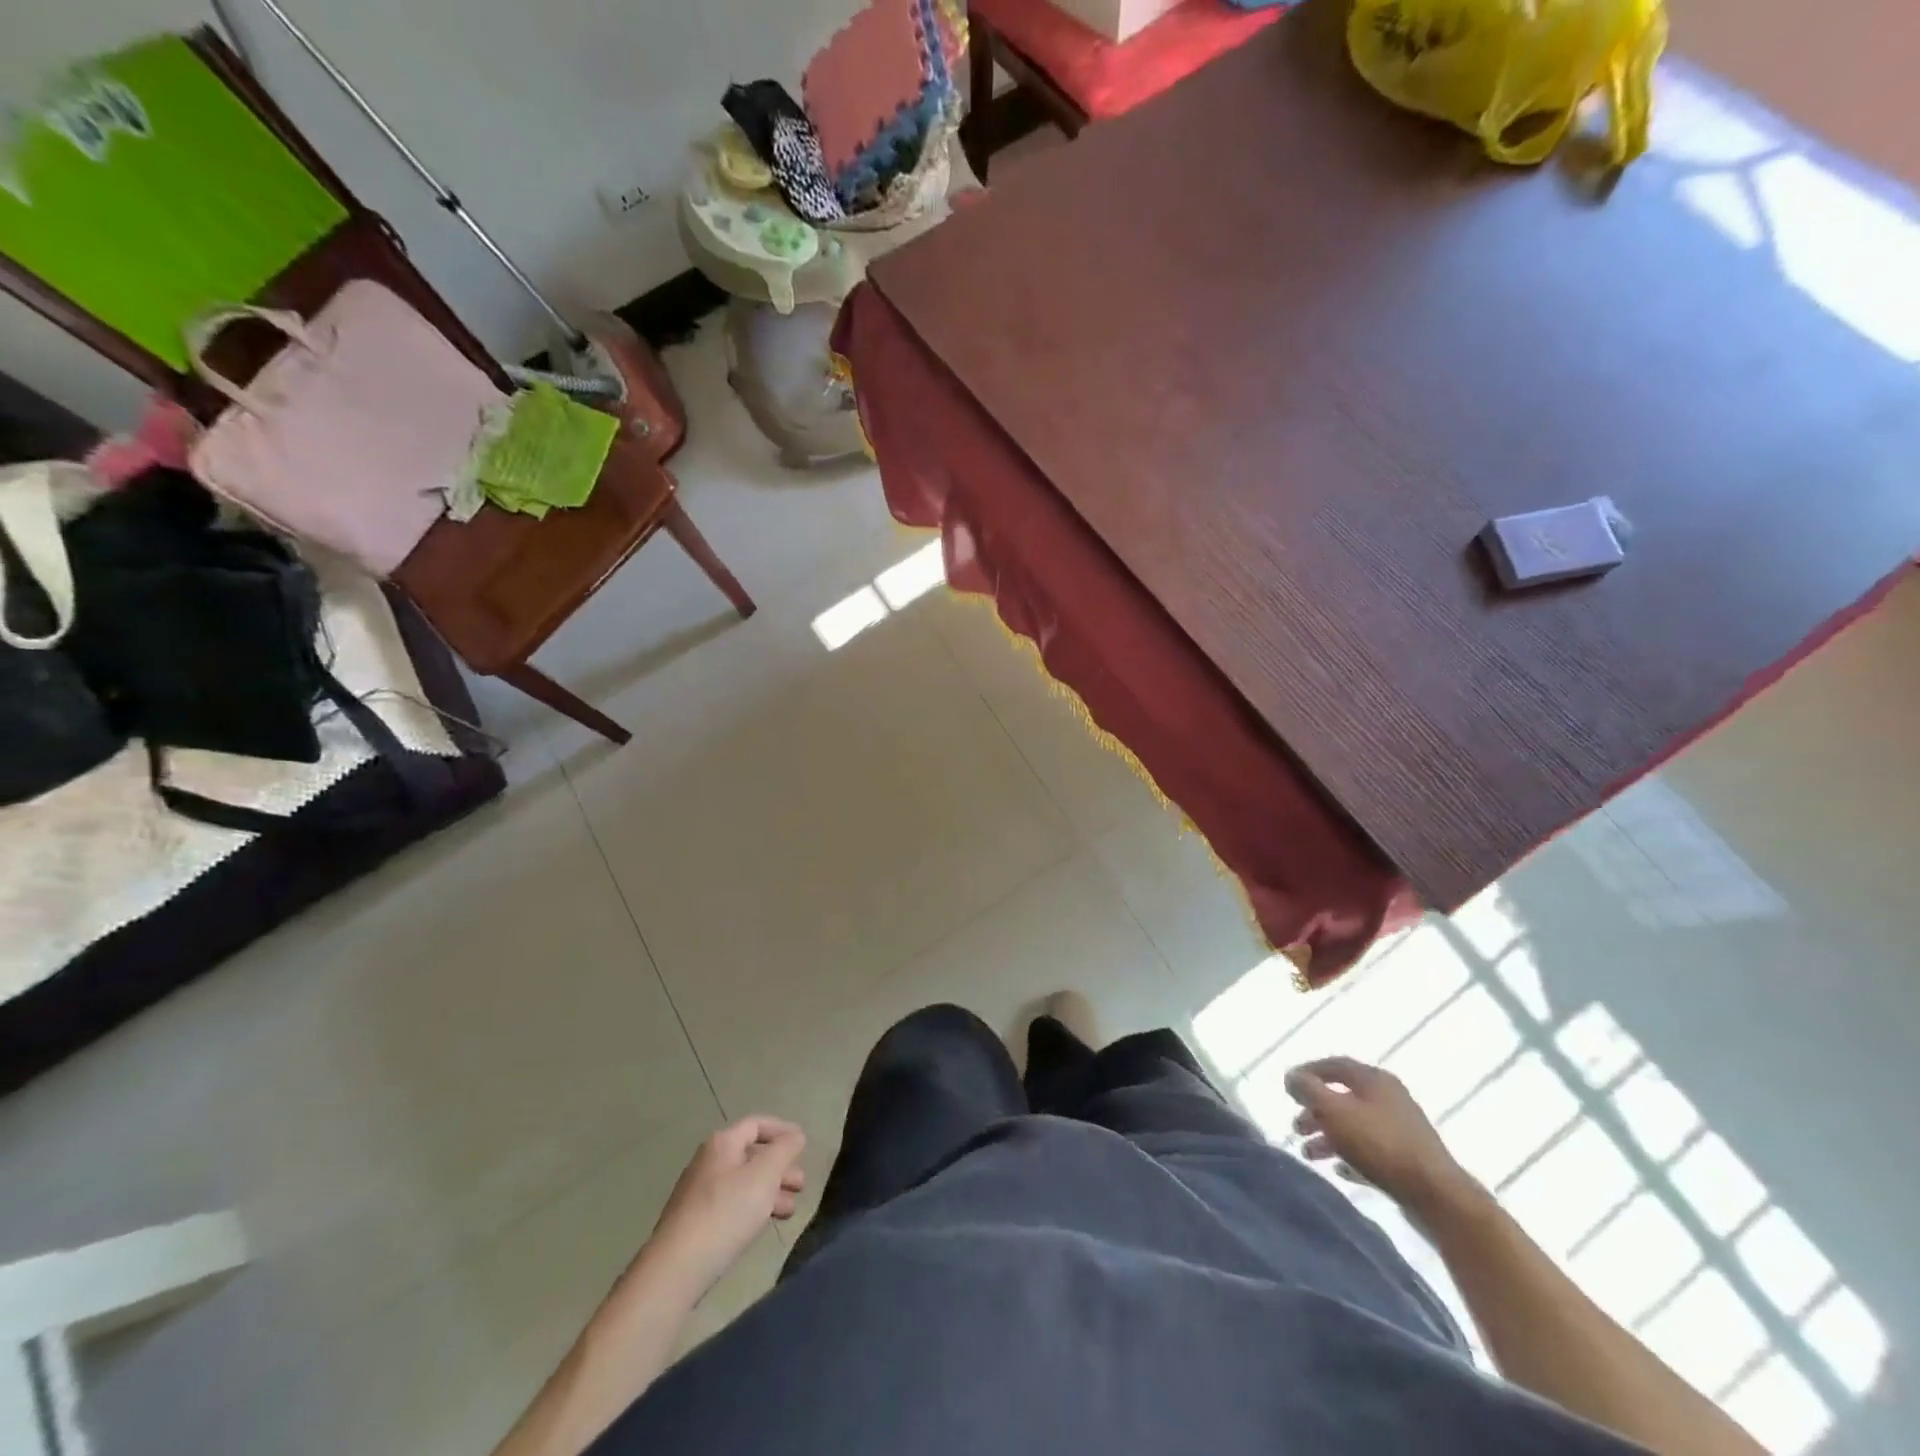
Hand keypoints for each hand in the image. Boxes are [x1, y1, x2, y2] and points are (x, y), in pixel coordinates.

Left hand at [643, 1116, 806, 1300]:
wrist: (676, 1268)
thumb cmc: (726, 1211)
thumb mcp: (765, 1174)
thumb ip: (784, 1149)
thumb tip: (795, 1135)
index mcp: (722, 1144)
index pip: (756, 1124)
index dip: (782, 1130)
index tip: (803, 1144)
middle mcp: (708, 1162)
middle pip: (751, 1155)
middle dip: (780, 1167)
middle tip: (800, 1185)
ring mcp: (698, 1193)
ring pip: (743, 1183)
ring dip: (770, 1191)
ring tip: (790, 1210)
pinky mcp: (695, 1223)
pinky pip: (731, 1204)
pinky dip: (753, 1208)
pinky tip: (763, 1224)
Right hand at [1284, 1056, 1478, 1220]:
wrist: (1437, 1196)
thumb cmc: (1379, 1144)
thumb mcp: (1333, 1110)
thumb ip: (1307, 1089)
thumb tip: (1291, 1076)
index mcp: (1374, 1079)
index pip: (1334, 1065)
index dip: (1307, 1072)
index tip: (1288, 1087)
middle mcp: (1389, 1098)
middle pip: (1343, 1097)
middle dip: (1315, 1110)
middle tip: (1296, 1126)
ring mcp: (1401, 1129)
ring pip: (1355, 1125)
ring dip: (1328, 1136)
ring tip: (1309, 1153)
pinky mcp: (1408, 1159)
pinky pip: (1370, 1150)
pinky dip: (1350, 1154)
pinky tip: (1338, 1168)